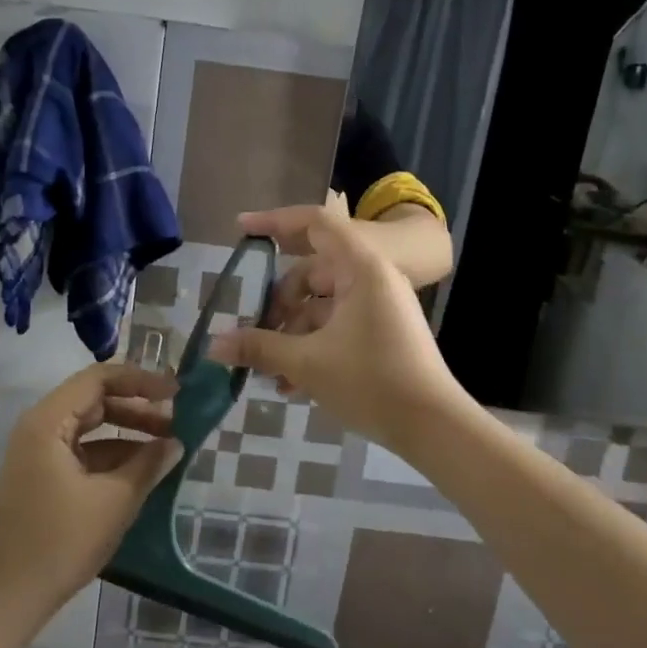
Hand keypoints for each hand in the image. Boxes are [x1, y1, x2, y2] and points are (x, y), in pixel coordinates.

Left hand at [0, 364, 181, 624]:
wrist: (10, 596)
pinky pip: (83, 451)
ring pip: (90, 427)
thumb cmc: (61, 541)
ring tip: (167, 446)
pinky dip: (112, 455)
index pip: (98, 379)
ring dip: (127, 432)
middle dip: (137, 408)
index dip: (140, 380)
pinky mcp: (43, 476)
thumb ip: (149, 464)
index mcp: (47, 422)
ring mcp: (38, 453)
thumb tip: (176, 443)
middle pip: (94, 400)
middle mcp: (39, 428)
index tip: (176, 393)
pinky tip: (142, 469)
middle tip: (176, 421)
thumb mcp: (115, 500)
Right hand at [209, 205, 464, 451]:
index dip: (275, 221)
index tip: (241, 229)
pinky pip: (336, 327)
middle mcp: (371, 279)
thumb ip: (259, 348)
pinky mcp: (380, 334)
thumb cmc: (371, 381)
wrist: (433, 426)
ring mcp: (378, 307)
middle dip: (278, 303)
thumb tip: (214, 345)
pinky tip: (289, 384)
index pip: (314, 224)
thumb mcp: (307, 363)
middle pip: (311, 273)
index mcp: (360, 268)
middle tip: (252, 330)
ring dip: (291, 333)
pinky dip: (311, 346)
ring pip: (321, 306)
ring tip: (267, 370)